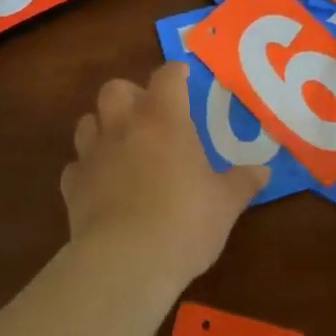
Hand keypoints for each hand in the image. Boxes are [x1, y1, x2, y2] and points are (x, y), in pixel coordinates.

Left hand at [62, 63, 268, 290]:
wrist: (125, 262)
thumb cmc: (184, 223)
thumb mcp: (225, 204)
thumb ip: (243, 182)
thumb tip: (263, 171)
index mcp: (164, 121)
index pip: (166, 77)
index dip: (175, 73)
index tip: (184, 77)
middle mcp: (124, 127)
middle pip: (115, 88)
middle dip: (130, 94)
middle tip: (148, 114)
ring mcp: (93, 155)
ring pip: (87, 121)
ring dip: (103, 126)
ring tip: (121, 145)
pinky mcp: (72, 187)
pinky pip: (76, 165)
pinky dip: (87, 169)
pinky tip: (101, 185)